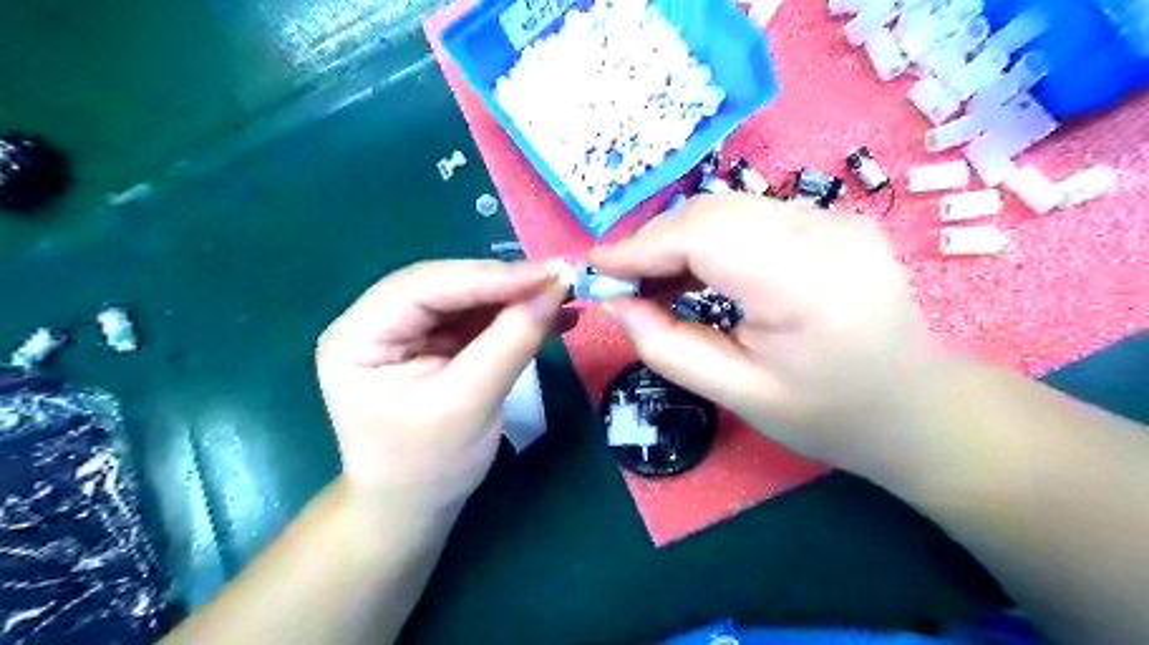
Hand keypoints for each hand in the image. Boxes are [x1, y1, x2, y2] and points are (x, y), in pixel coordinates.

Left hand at [316, 260, 567, 517]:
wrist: (415, 507)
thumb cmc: (428, 466)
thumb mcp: (469, 405)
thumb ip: (511, 342)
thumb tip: (556, 289)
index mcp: (358, 337)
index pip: (424, 287)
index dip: (489, 276)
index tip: (549, 274)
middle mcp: (377, 322)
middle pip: (447, 285)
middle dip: (507, 284)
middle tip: (562, 280)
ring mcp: (408, 330)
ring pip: (469, 297)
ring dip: (518, 297)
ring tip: (565, 295)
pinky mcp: (437, 342)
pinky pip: (480, 318)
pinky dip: (516, 315)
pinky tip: (553, 318)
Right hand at [587, 194, 946, 465]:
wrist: (916, 406)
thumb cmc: (827, 413)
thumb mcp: (736, 394)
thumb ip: (666, 346)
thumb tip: (614, 304)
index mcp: (806, 285)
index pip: (704, 235)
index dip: (642, 246)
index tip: (598, 267)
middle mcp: (827, 232)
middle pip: (713, 211)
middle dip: (655, 241)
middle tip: (624, 282)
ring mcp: (837, 218)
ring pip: (729, 208)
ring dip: (680, 238)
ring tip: (655, 281)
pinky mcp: (836, 218)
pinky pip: (753, 215)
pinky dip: (713, 237)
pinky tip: (699, 271)